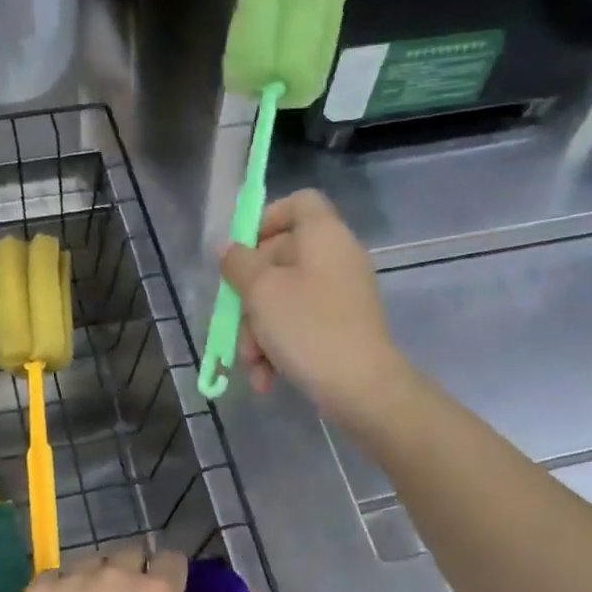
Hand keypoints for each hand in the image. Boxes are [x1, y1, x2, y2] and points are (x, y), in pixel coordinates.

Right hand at [219, 189, 402, 420]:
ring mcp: (341, 296)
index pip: (299, 203)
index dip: (266, 219)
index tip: (241, 252)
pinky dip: (279, 347)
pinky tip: (266, 378)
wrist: (363, 389)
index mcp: (324, 236)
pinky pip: (300, 325)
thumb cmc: (308, 328)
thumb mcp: (261, 291)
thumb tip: (228, 249)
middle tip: (235, 322)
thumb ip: (238, 263)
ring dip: (258, 330)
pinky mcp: (341, 328)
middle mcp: (336, 259)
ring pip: (285, 299)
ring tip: (251, 363)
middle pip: (281, 258)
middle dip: (250, 295)